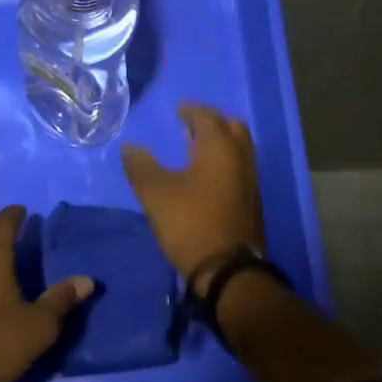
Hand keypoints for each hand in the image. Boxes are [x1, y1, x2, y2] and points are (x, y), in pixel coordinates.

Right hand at [123, 104, 264, 288]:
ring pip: (239, 148)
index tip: (177, 111)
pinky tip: (206, 175)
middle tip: (190, 126)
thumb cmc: (191, 223)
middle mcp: (241, 157)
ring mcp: (250, 181)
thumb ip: (141, 166)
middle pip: (231, 127)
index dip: (191, 111)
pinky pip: (240, 168)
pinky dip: (225, 161)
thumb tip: (129, 147)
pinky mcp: (252, 202)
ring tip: (196, 149)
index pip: (207, 116)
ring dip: (220, 142)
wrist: (229, 271)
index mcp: (219, 147)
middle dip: (212, 122)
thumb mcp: (156, 193)